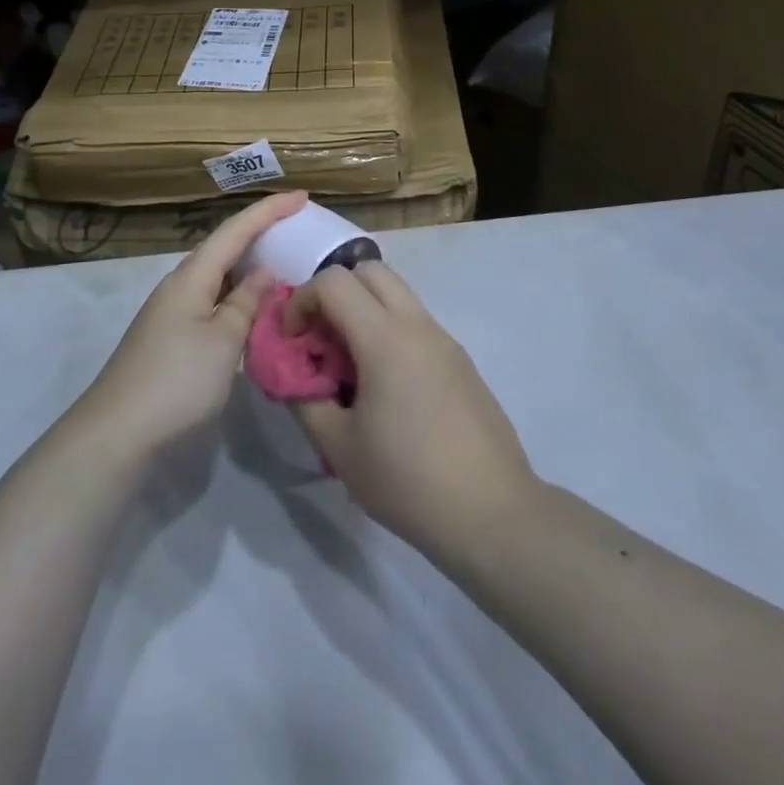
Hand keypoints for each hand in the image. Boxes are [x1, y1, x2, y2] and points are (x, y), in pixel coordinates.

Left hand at [83, 191, 307, 455]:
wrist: (118, 433)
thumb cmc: (177, 380)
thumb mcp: (224, 340)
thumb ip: (246, 303)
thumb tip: (264, 273)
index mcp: (192, 276)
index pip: (235, 230)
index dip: (269, 211)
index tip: (303, 196)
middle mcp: (180, 286)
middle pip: (224, 248)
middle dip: (260, 234)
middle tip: (299, 230)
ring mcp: (173, 313)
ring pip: (219, 278)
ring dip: (250, 268)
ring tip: (286, 265)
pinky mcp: (172, 339)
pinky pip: (213, 302)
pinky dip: (239, 297)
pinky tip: (255, 310)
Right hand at [284, 263, 537, 561]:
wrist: (492, 513)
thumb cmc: (407, 481)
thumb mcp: (338, 447)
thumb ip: (304, 398)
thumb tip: (291, 373)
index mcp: (386, 338)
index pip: (334, 281)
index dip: (301, 301)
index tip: (293, 342)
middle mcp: (418, 325)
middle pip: (369, 270)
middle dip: (334, 292)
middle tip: (320, 338)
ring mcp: (445, 340)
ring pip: (397, 293)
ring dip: (363, 310)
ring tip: (349, 364)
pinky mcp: (461, 360)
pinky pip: (416, 322)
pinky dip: (389, 330)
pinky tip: (385, 386)